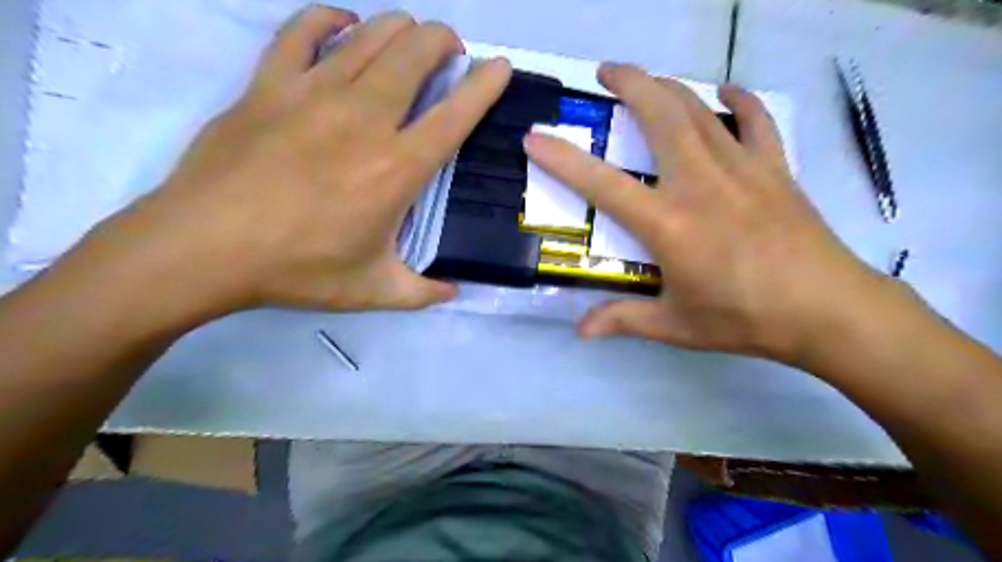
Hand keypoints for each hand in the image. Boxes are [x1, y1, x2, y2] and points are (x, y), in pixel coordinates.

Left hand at [90, 8, 511, 313]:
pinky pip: (302, 30)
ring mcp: (313, 93)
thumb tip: (454, 291)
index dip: (484, 85)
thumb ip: (422, 292)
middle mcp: (365, 119)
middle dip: (442, 41)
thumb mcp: (374, 291)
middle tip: (449, 51)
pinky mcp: (268, 84)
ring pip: (370, 34)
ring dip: (400, 28)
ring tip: (410, 37)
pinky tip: (342, 24)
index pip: (455, 114)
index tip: (499, 67)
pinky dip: (329, 18)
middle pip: (415, 54)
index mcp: (397, 169)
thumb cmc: (298, 270)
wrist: (203, 248)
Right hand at [526, 63, 882, 362]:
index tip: (535, 137)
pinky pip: (756, 120)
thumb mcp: (677, 326)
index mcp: (669, 224)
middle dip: (629, 83)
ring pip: (699, 110)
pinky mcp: (774, 168)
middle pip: (660, 116)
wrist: (827, 310)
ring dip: (669, 86)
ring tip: (648, 79)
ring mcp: (741, 169)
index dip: (563, 159)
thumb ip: (624, 320)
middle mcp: (699, 183)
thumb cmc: (744, 318)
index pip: (603, 183)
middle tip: (605, 72)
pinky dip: (740, 100)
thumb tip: (580, 331)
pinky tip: (726, 91)